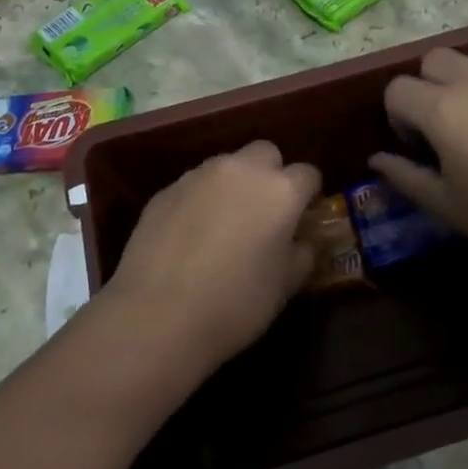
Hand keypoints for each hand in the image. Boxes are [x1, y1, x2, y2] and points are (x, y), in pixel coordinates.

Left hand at [105, 141, 319, 371]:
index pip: (308, 174)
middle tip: (265, 212)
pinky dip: (200, 201)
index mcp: (280, 190)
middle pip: (266, 154)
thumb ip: (302, 253)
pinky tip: (191, 236)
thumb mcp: (285, 285)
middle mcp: (241, 170)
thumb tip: (301, 240)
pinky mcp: (165, 190)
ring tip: (225, 224)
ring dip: (234, 185)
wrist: (158, 315)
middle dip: (271, 174)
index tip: (303, 218)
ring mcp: (199, 176)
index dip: (309, 195)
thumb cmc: (236, 303)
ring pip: (227, 165)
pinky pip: (194, 185)